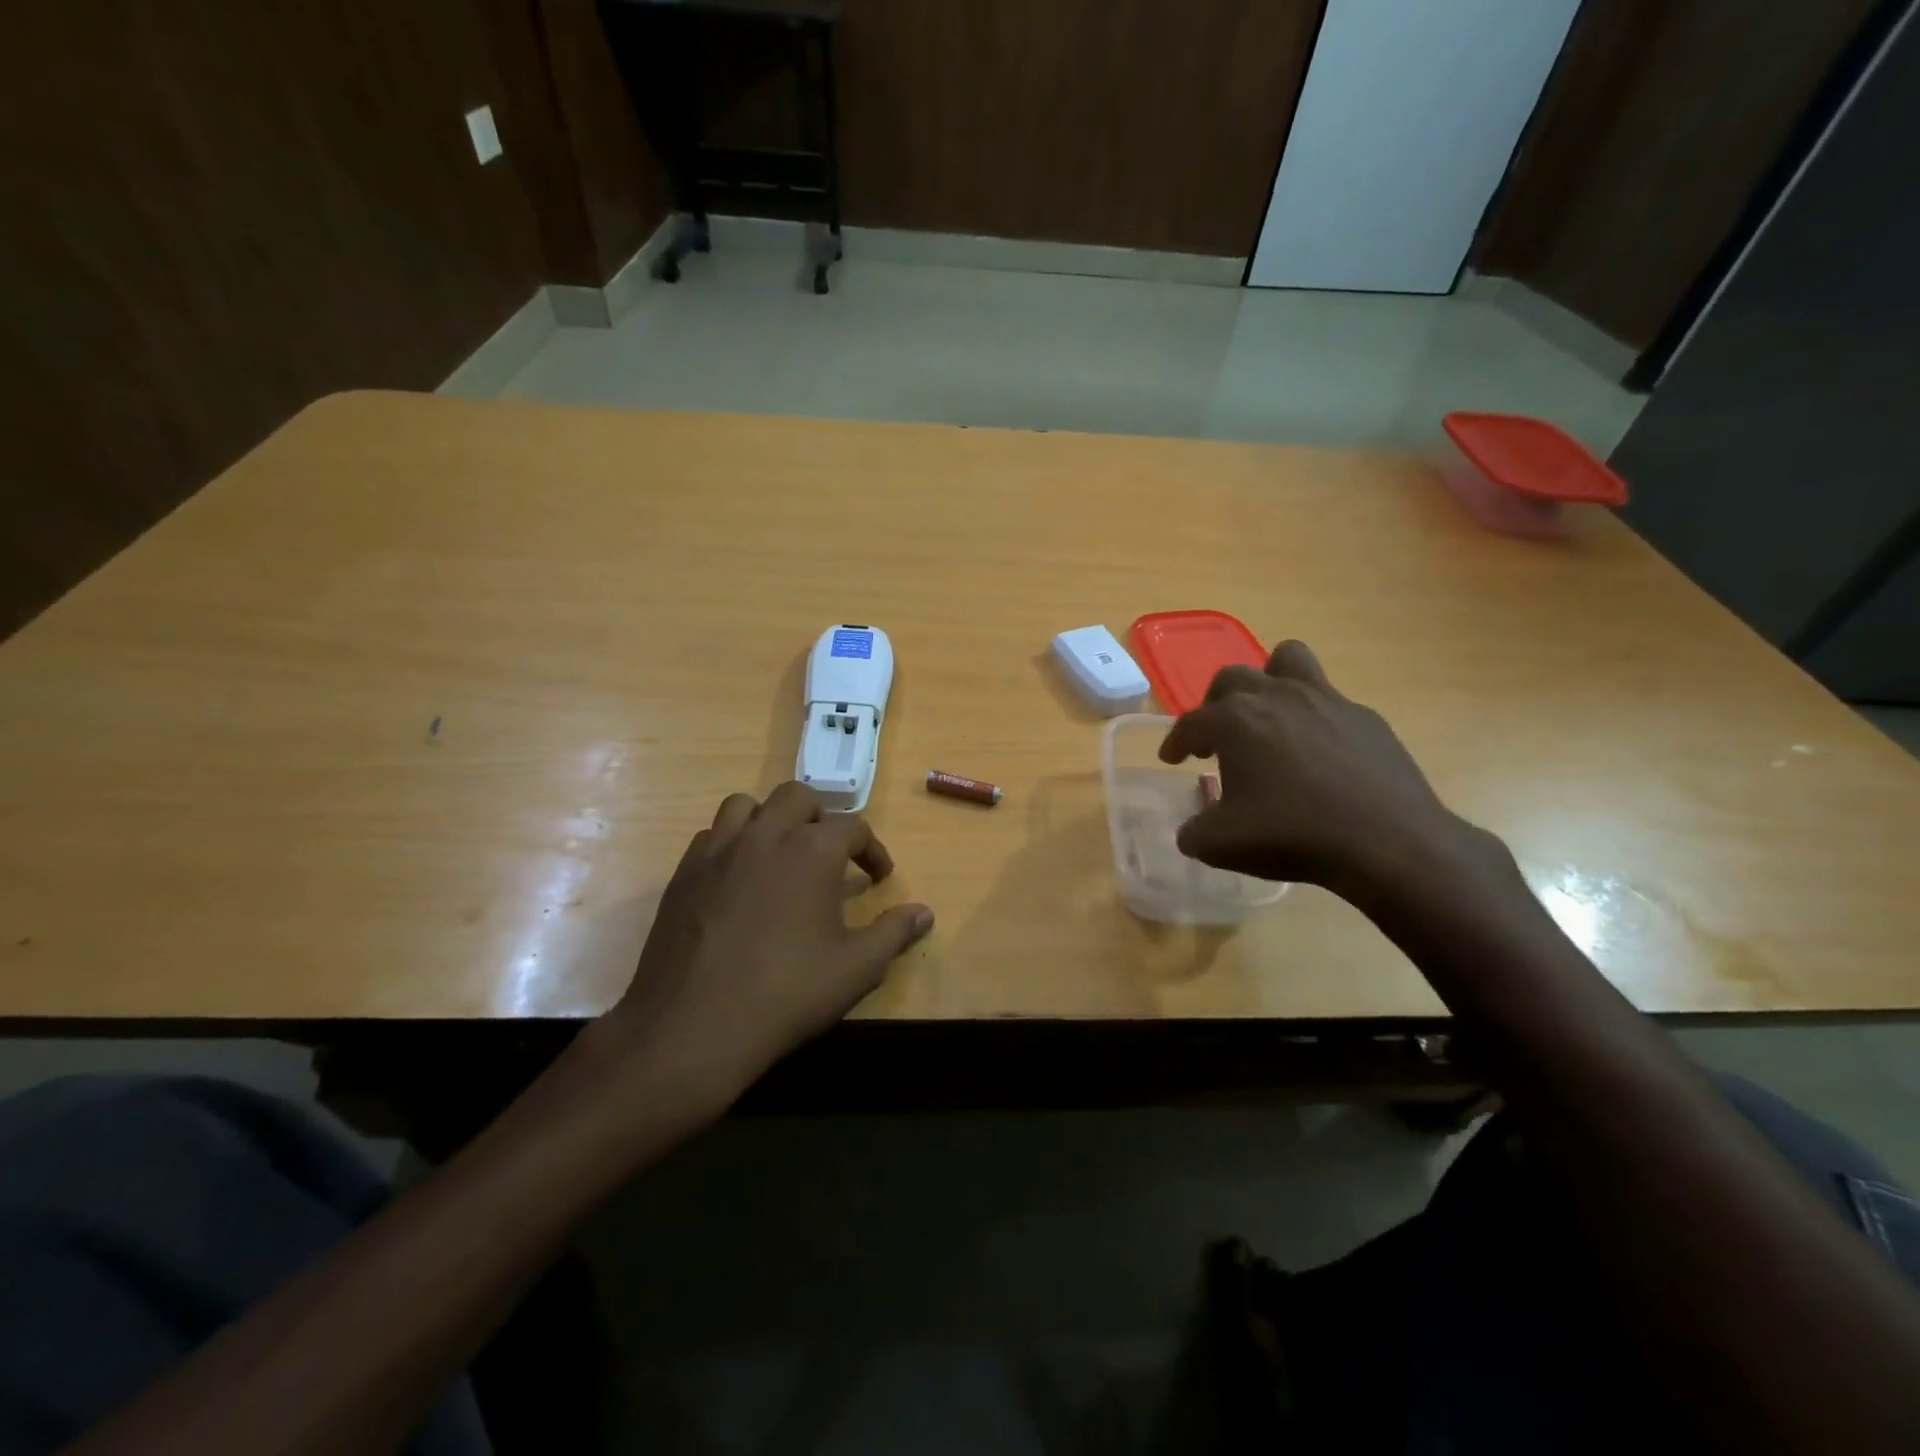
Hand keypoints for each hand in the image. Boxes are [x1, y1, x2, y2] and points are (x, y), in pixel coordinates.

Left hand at [590, 782, 933, 1112]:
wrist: (693, 1026)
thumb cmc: (786, 994)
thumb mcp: (856, 969)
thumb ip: (894, 933)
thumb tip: (925, 913)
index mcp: (812, 851)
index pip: (853, 827)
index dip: (872, 849)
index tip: (879, 877)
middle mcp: (765, 835)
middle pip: (797, 797)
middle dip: (821, 818)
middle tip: (830, 855)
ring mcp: (718, 850)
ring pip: (747, 805)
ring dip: (770, 819)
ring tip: (780, 854)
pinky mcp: (684, 872)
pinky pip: (711, 835)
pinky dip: (732, 843)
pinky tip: (738, 880)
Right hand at [1158, 641, 1471, 897]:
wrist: (1388, 842)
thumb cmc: (1293, 835)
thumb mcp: (1221, 845)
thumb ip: (1194, 832)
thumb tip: (1191, 830)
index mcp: (1234, 721)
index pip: (1190, 723)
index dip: (1175, 742)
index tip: (1172, 759)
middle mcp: (1275, 697)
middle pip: (1232, 679)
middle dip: (1215, 705)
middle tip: (1217, 739)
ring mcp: (1325, 700)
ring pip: (1287, 660)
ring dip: (1268, 680)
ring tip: (1267, 715)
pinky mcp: (1364, 716)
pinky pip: (1329, 700)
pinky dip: (1313, 718)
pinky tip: (1318, 754)